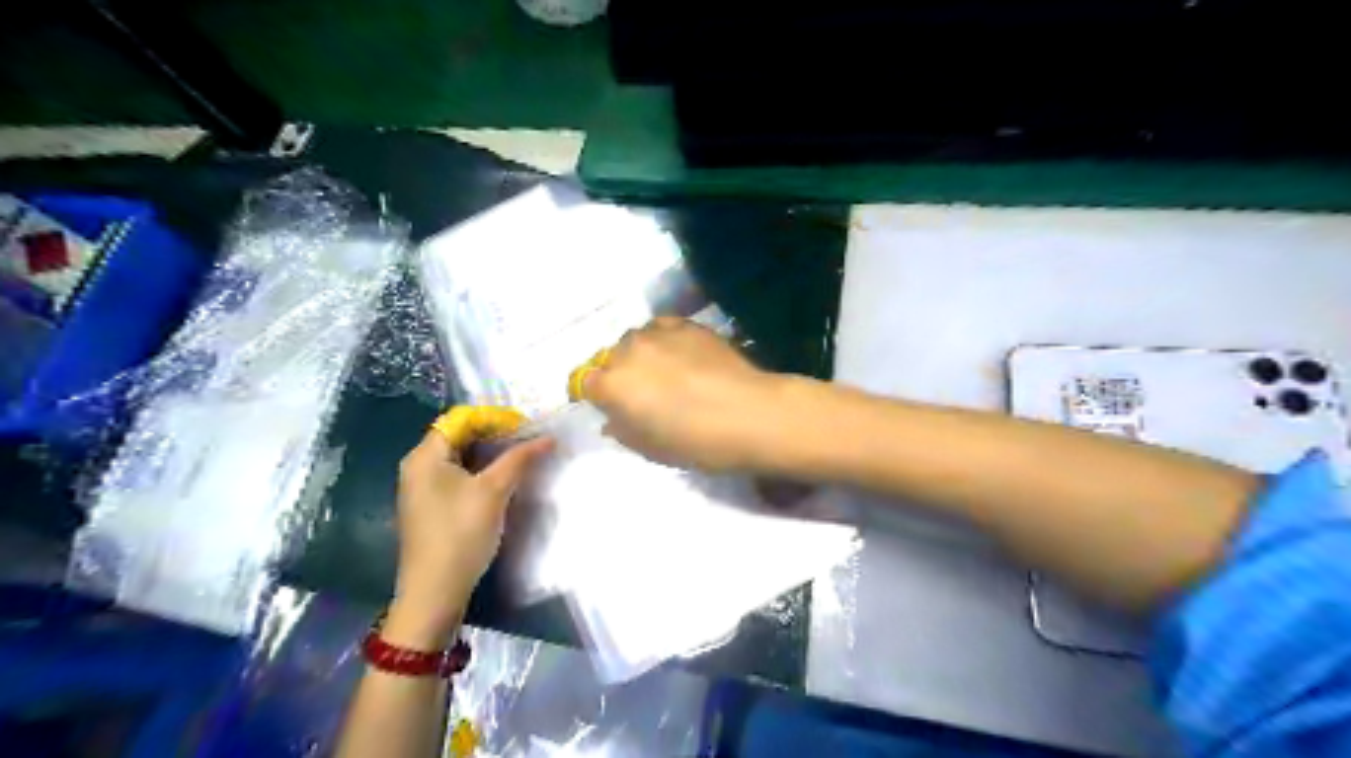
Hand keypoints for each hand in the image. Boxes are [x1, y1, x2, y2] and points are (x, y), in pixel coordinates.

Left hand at [391, 427, 552, 644]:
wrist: (434, 592)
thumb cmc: (460, 533)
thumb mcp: (494, 491)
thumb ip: (520, 459)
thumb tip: (549, 437)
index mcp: (425, 456)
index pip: (460, 419)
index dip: (494, 418)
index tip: (525, 427)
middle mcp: (419, 466)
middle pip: (460, 436)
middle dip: (495, 435)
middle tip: (528, 442)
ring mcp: (423, 488)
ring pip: (461, 457)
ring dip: (492, 454)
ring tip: (523, 458)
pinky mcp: (432, 506)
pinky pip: (458, 476)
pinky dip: (482, 471)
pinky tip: (504, 480)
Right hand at [584, 316, 794, 473]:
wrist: (750, 414)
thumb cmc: (697, 442)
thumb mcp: (651, 449)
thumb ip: (623, 431)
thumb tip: (613, 419)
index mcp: (613, 385)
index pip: (585, 383)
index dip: (597, 396)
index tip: (611, 407)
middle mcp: (628, 351)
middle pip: (610, 358)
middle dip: (618, 374)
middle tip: (641, 394)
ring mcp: (658, 333)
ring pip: (635, 339)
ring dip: (640, 354)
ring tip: (663, 370)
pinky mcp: (687, 324)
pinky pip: (662, 327)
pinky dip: (663, 340)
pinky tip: (681, 354)